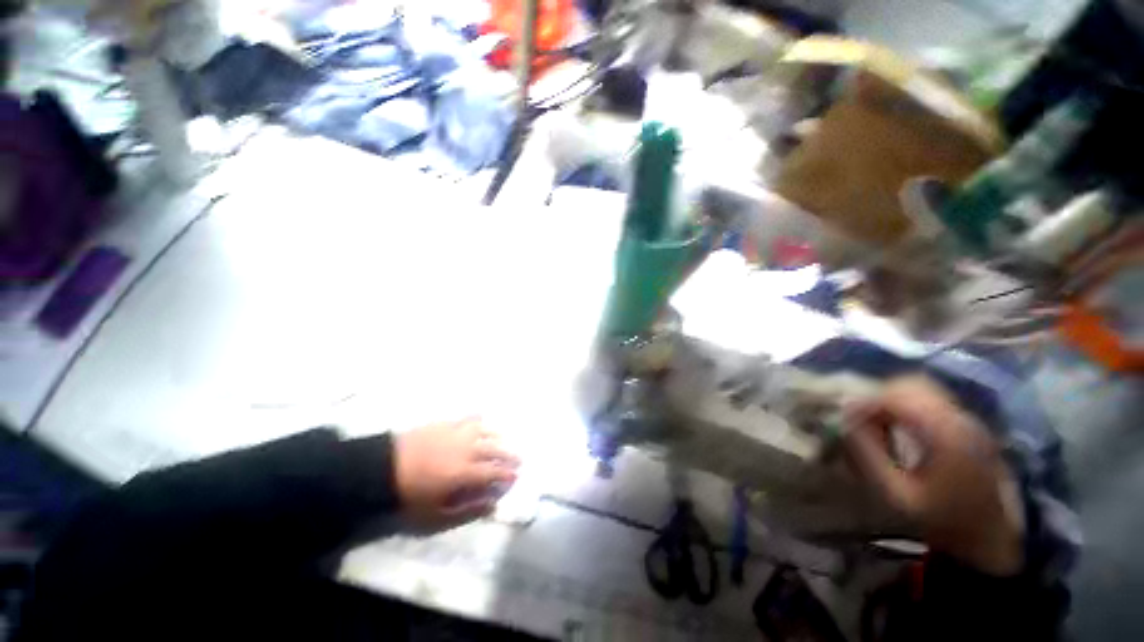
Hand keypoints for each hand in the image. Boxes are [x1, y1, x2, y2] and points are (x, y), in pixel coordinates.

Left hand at [393, 418, 519, 531]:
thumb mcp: (437, 514)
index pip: (495, 472)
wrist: (384, 468)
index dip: (508, 475)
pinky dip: (478, 419)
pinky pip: (469, 418)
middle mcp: (467, 448)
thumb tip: (492, 504)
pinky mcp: (448, 423)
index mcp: (465, 472)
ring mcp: (458, 432)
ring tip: (504, 440)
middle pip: (495, 449)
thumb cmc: (410, 495)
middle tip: (519, 459)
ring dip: (499, 436)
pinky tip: (482, 419)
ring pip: (486, 431)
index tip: (516, 477)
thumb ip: (467, 510)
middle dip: (510, 455)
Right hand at [844, 377, 1024, 575]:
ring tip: (875, 422)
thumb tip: (845, 422)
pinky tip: (897, 426)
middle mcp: (961, 418)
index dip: (866, 402)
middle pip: (911, 384)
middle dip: (878, 396)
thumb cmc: (942, 521)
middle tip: (859, 419)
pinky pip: (930, 399)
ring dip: (891, 399)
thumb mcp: (897, 494)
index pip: (898, 396)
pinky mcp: (968, 425)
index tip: (845, 418)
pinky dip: (906, 405)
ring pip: (921, 388)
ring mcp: (968, 420)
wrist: (991, 539)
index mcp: (946, 434)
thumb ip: (869, 455)